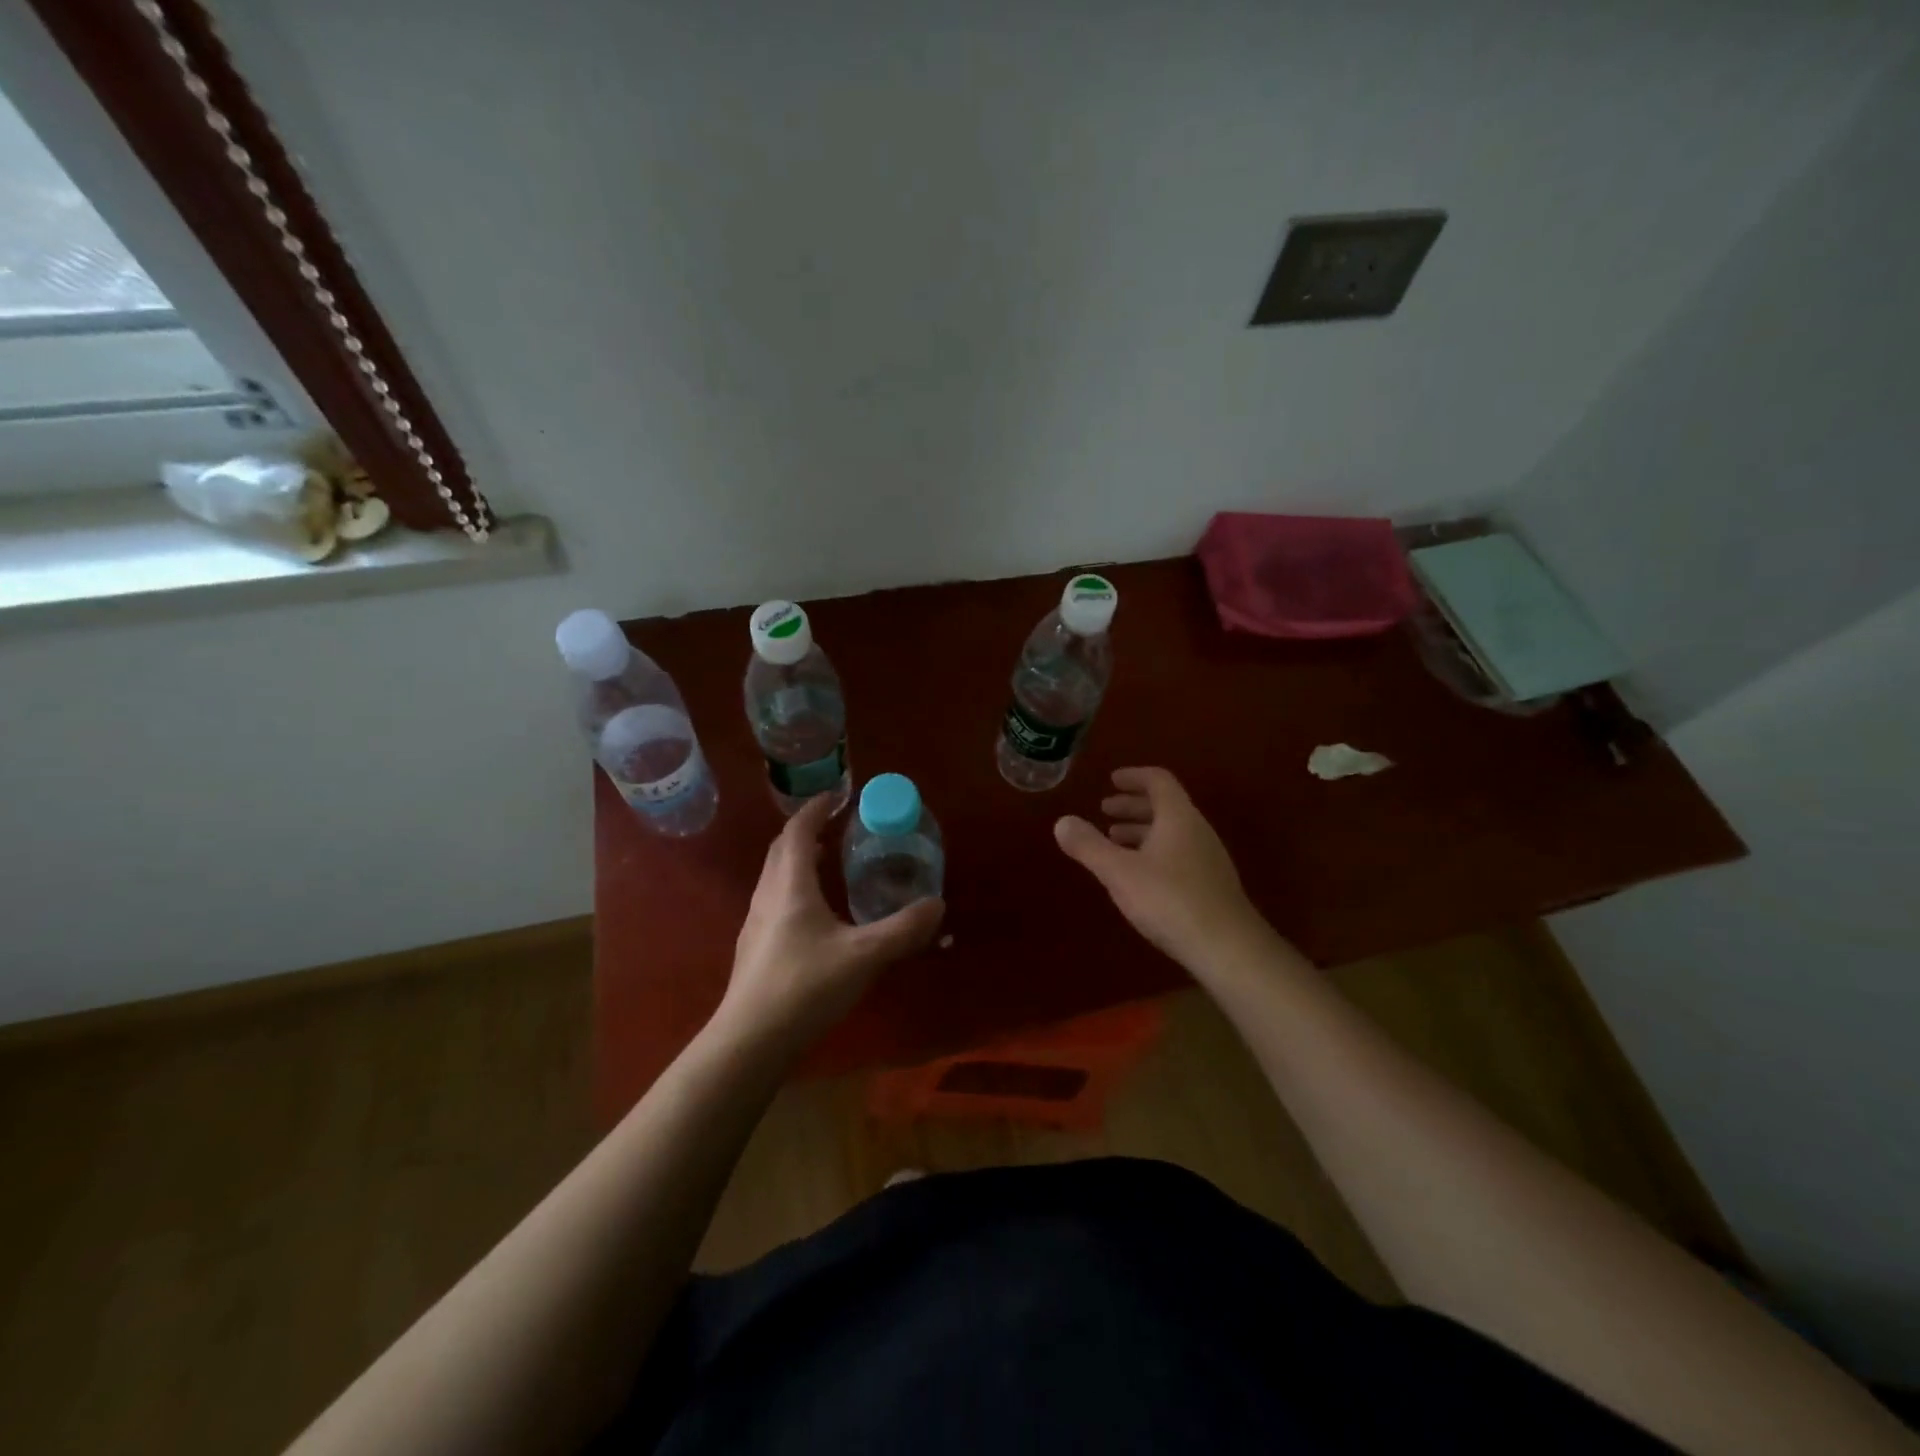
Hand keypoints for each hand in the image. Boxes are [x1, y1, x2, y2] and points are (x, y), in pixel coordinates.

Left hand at [720, 794, 944, 1050]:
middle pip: (782, 849)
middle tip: (837, 828)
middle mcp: (767, 895)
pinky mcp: (754, 948)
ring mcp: (755, 923)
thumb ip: (903, 929)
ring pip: (775, 876)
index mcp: (790, 886)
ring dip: (799, 860)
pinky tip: (816, 916)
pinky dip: (794, 888)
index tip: (838, 797)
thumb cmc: (805, 987)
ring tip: (829, 864)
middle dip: (807, 831)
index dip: (816, 809)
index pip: (798, 831)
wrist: (750, 1041)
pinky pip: (774, 900)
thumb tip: (937, 905)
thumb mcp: (864, 956)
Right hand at [1054, 766, 1269, 971]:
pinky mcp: (1211, 885)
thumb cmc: (1170, 900)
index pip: (1158, 781)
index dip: (1134, 777)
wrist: (1227, 948)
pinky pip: (1178, 853)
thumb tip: (1061, 821)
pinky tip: (1138, 875)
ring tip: (1114, 841)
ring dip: (1142, 831)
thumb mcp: (1119, 872)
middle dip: (1133, 805)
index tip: (1112, 780)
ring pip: (1171, 832)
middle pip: (1165, 806)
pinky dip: (1153, 851)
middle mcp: (1197, 830)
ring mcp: (1208, 858)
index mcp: (1178, 817)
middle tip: (1105, 810)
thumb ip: (1089, 846)